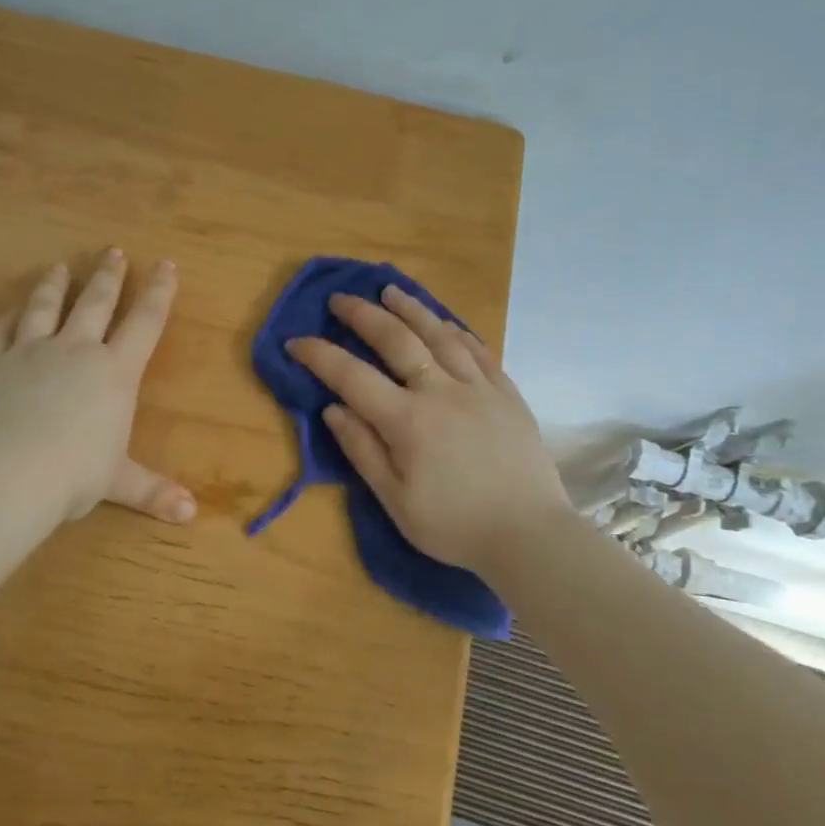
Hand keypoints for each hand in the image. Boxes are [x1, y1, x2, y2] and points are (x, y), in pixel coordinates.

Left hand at [0, 249, 194, 526]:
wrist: (7, 469)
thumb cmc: (74, 474)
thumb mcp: (118, 482)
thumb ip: (153, 491)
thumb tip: (191, 514)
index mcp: (114, 373)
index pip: (145, 324)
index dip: (159, 293)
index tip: (166, 265)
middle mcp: (75, 351)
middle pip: (96, 303)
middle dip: (109, 276)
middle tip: (113, 251)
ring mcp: (29, 351)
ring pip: (45, 307)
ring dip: (56, 285)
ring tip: (60, 266)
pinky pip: (0, 330)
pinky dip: (8, 316)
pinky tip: (11, 308)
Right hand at [286, 285, 569, 575]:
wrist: (529, 535)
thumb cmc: (454, 526)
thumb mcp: (395, 500)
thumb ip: (362, 450)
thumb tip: (333, 409)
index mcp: (408, 421)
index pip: (352, 376)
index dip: (319, 355)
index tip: (295, 342)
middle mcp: (442, 392)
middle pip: (397, 340)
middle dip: (363, 315)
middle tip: (341, 299)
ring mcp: (479, 388)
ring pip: (440, 334)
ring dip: (411, 308)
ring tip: (390, 290)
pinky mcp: (507, 394)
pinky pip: (478, 350)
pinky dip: (455, 331)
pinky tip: (444, 323)